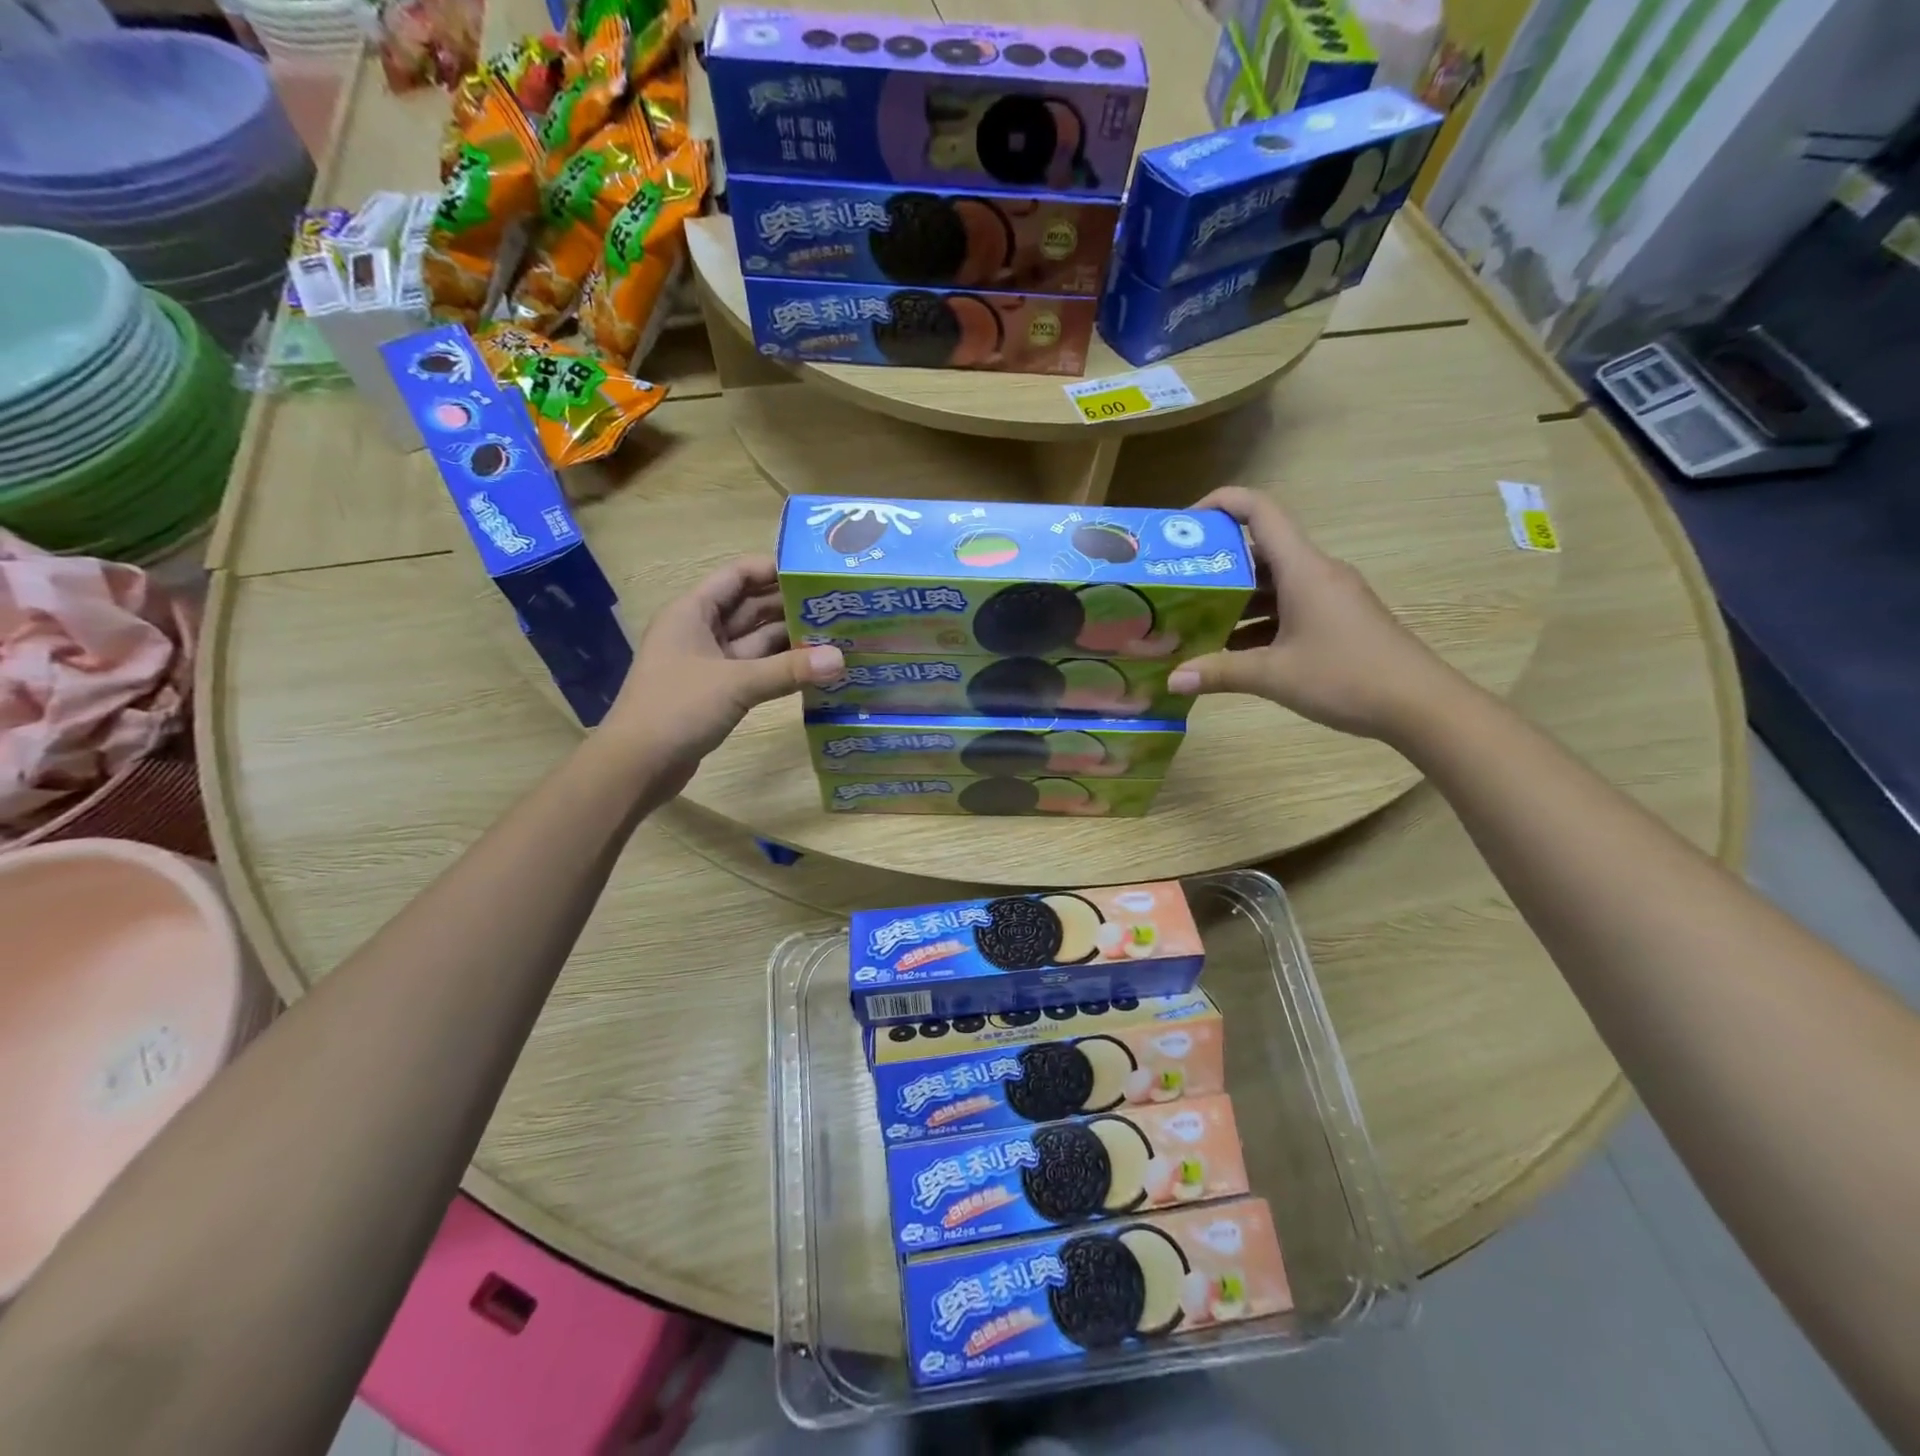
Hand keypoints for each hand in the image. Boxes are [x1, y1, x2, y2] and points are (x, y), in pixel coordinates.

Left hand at [605, 555, 842, 789]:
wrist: (636, 765)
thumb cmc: (677, 708)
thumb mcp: (736, 684)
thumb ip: (789, 670)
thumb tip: (840, 659)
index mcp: (693, 612)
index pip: (737, 575)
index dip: (773, 570)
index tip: (815, 573)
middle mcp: (700, 630)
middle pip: (750, 608)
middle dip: (790, 606)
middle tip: (837, 606)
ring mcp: (708, 663)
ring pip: (756, 642)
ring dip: (790, 640)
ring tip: (835, 636)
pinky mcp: (716, 691)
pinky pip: (754, 670)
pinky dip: (780, 669)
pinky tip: (814, 670)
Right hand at [1166, 487, 1461, 741]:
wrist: (1421, 705)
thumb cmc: (1346, 677)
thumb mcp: (1274, 676)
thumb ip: (1220, 673)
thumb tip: (1172, 680)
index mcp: (1303, 569)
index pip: (1260, 511)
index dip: (1221, 503)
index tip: (1185, 524)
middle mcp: (1316, 573)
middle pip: (1260, 550)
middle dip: (1217, 563)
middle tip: (1177, 583)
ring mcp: (1329, 597)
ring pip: (1273, 583)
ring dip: (1235, 598)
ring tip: (1194, 619)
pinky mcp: (1337, 621)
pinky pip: (1289, 607)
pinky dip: (1258, 621)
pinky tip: (1231, 650)